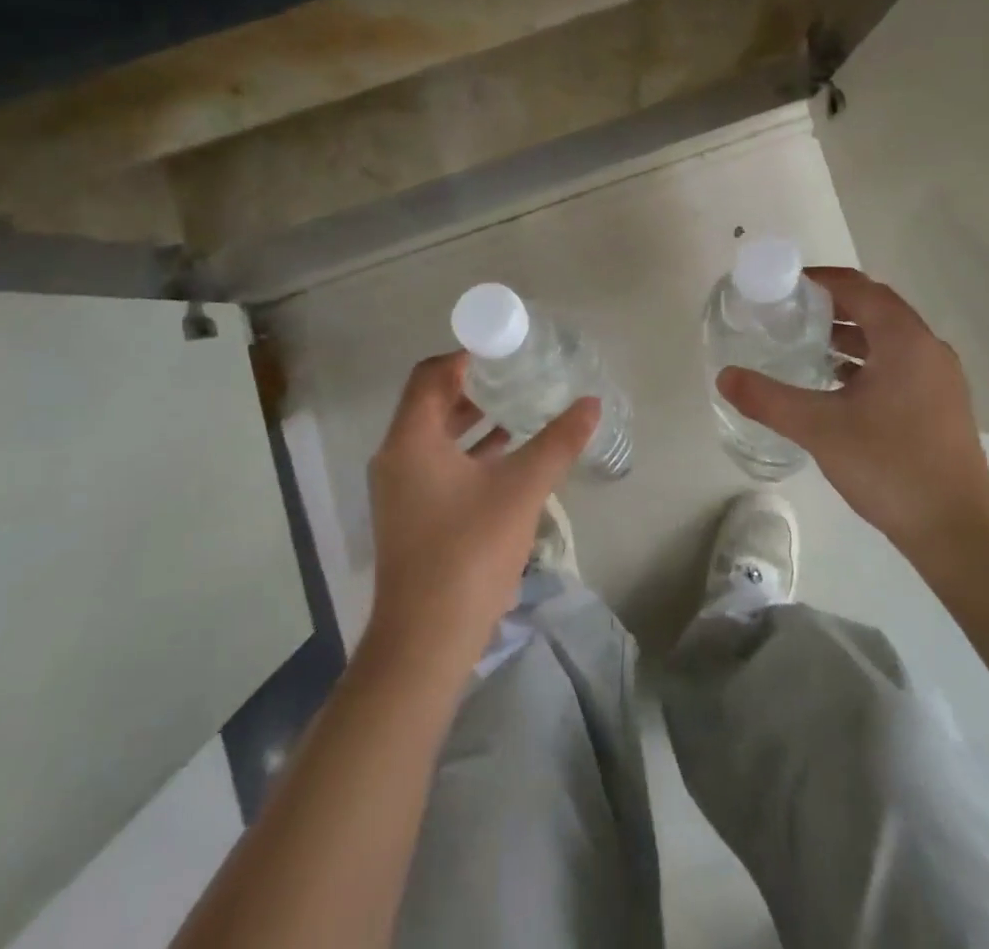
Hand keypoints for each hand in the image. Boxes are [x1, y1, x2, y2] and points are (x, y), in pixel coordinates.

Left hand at [365, 352, 598, 670]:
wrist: (427, 640)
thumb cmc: (469, 551)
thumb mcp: (522, 489)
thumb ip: (558, 441)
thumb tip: (591, 403)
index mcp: (411, 439)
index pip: (431, 374)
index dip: (467, 355)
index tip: (506, 348)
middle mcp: (397, 456)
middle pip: (432, 401)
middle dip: (475, 384)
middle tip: (519, 372)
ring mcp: (401, 488)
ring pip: (437, 434)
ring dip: (475, 418)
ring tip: (521, 405)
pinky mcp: (412, 513)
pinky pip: (439, 462)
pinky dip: (470, 450)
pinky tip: (510, 453)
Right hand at [717, 267, 988, 559]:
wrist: (958, 530)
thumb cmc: (890, 466)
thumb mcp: (820, 429)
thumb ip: (769, 399)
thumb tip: (725, 376)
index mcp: (904, 340)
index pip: (860, 289)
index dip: (822, 281)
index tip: (784, 286)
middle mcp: (927, 349)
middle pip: (875, 309)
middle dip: (832, 306)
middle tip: (788, 313)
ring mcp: (939, 379)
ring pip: (888, 340)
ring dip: (849, 335)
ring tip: (805, 345)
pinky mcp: (940, 405)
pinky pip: (897, 365)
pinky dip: (865, 362)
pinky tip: (836, 386)